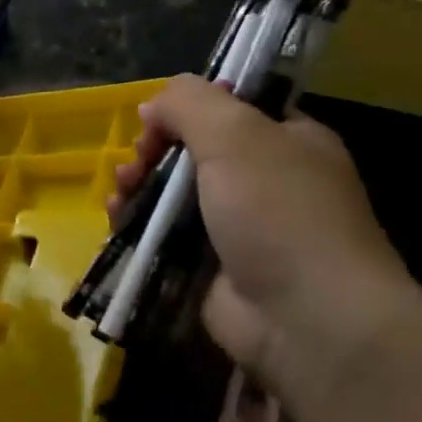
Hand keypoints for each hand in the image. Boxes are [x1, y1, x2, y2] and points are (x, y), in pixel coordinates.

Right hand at [110, 75, 417, 393]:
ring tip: (119, 195)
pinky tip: (117, 221)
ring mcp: (236, 229)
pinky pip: (164, 237)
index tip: (156, 122)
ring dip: (139, 188)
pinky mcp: (209, 269)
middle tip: (134, 164)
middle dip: (153, 153)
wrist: (305, 318)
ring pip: (173, 196)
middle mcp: (264, 182)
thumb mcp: (237, 134)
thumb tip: (154, 106)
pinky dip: (137, 226)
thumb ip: (190, 103)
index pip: (230, 111)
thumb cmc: (279, 212)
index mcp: (287, 142)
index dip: (187, 110)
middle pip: (192, 153)